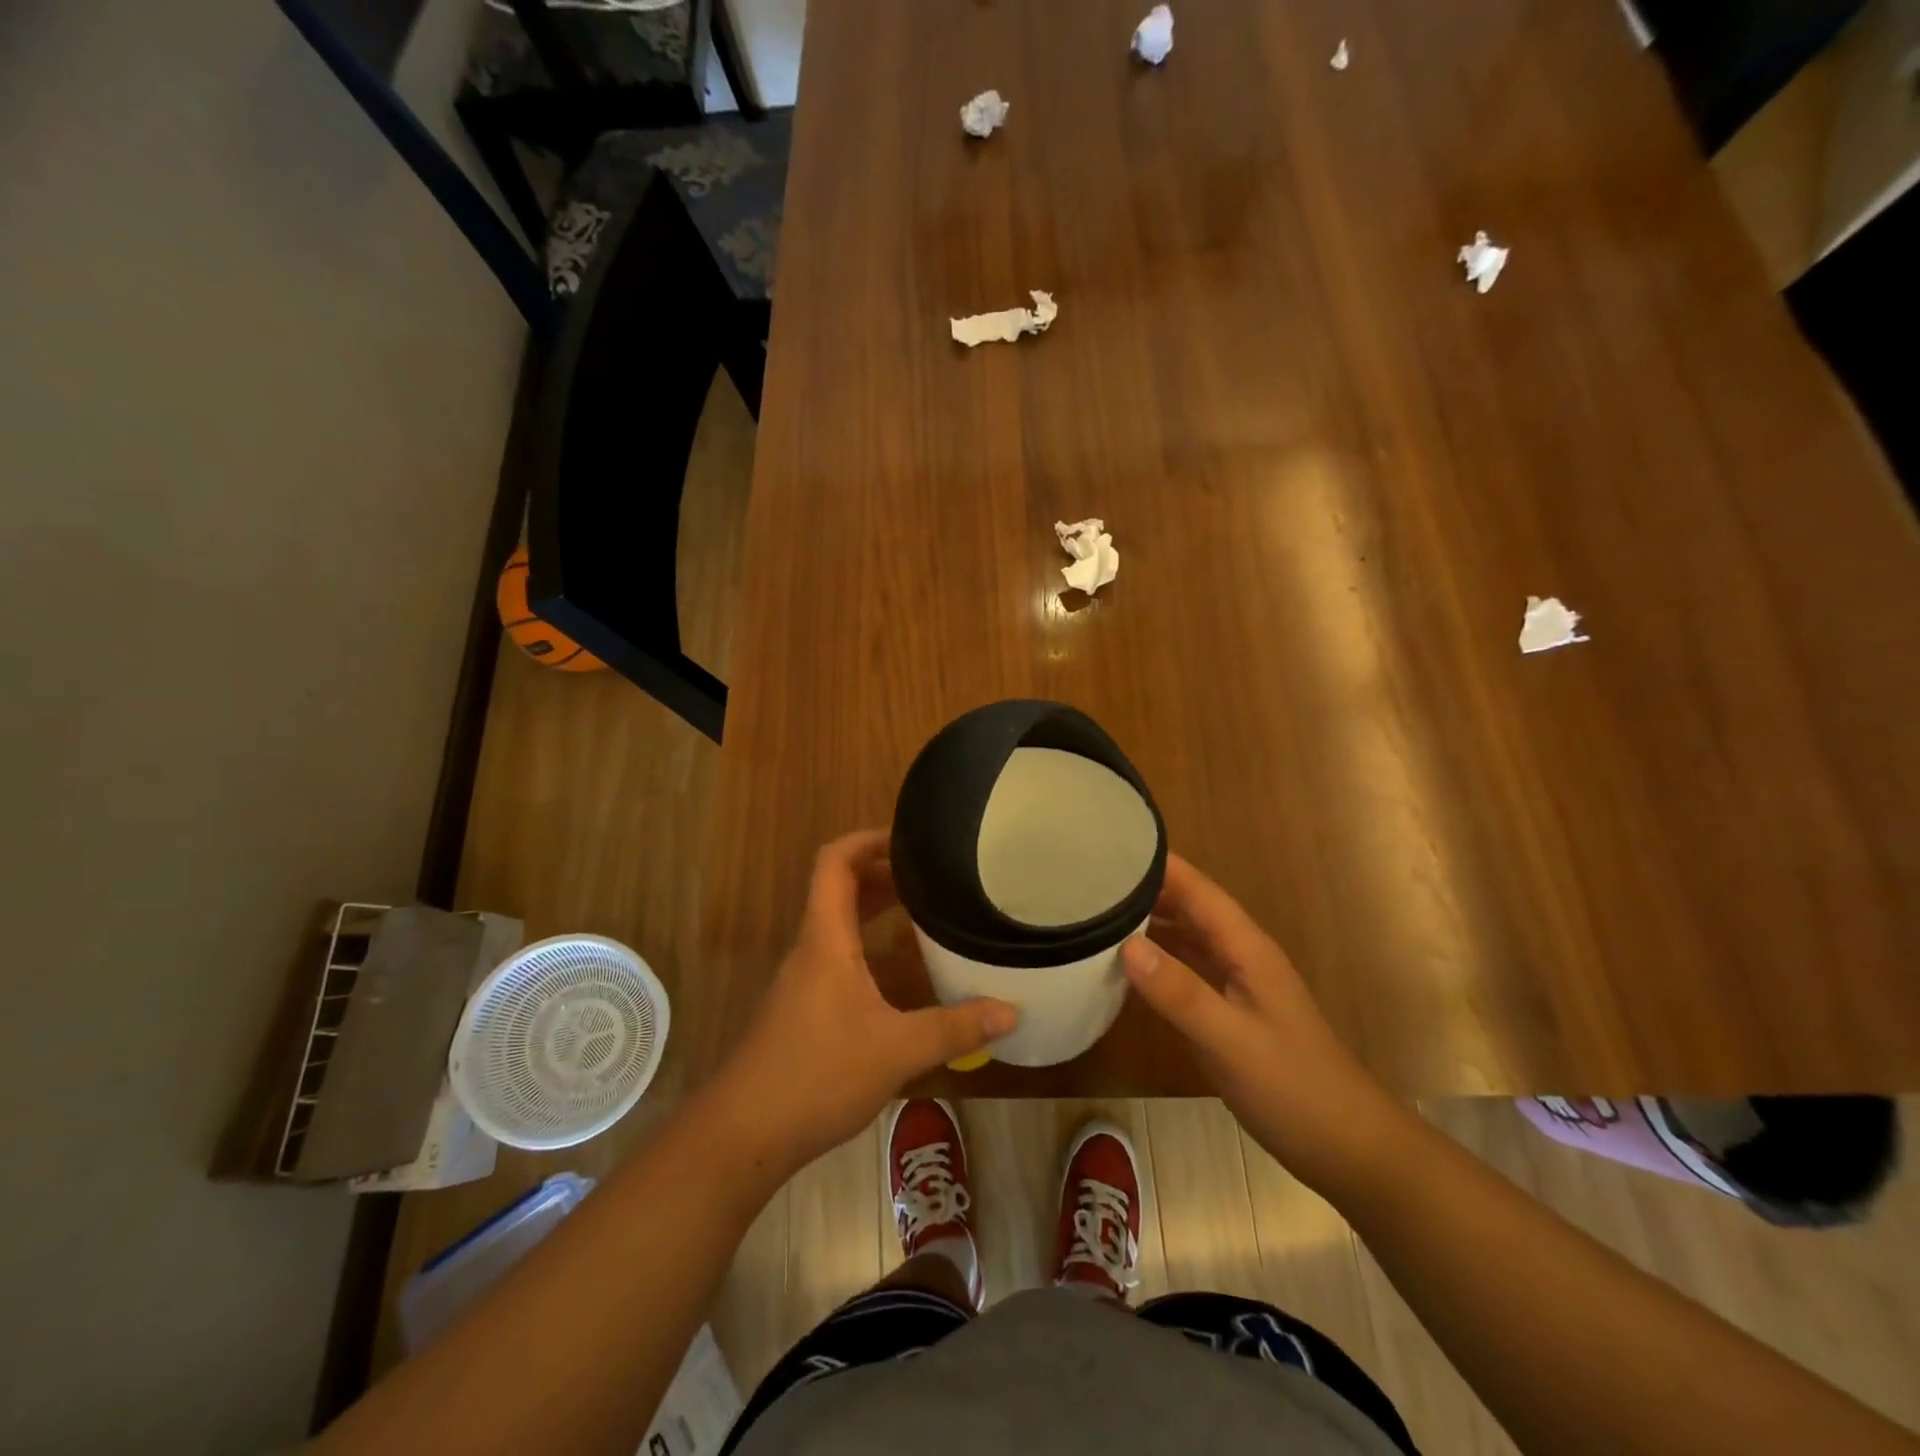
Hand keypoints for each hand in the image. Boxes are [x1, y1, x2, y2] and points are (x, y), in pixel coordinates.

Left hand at [712, 830, 1017, 1176]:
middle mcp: (811, 948)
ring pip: (840, 925)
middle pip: (839, 888)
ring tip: (924, 912)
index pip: (834, 863)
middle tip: (931, 875)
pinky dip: (870, 947)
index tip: (908, 838)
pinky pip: (839, 956)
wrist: (744, 1134)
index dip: (866, 840)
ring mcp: (804, 979)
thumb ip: (954, 1029)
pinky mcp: (804, 1008)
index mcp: (825, 939)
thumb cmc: (817, 1074)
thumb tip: (1011, 1012)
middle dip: (883, 873)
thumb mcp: (896, 1050)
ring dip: (876, 910)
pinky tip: (902, 974)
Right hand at [1122, 854, 1409, 1193]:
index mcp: (1246, 948)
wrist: (1346, 1147)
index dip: (1159, 864)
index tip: (1111, 844)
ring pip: (1185, 938)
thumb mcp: (1231, 1039)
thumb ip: (1180, 992)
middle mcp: (1239, 956)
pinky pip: (1184, 971)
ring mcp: (1235, 985)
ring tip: (1095, 913)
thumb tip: (1126, 944)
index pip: (1197, 890)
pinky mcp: (1227, 1013)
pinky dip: (1155, 961)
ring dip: (1147, 923)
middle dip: (1144, 889)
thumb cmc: (1293, 1087)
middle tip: (1088, 879)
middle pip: (1188, 907)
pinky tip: (1124, 968)